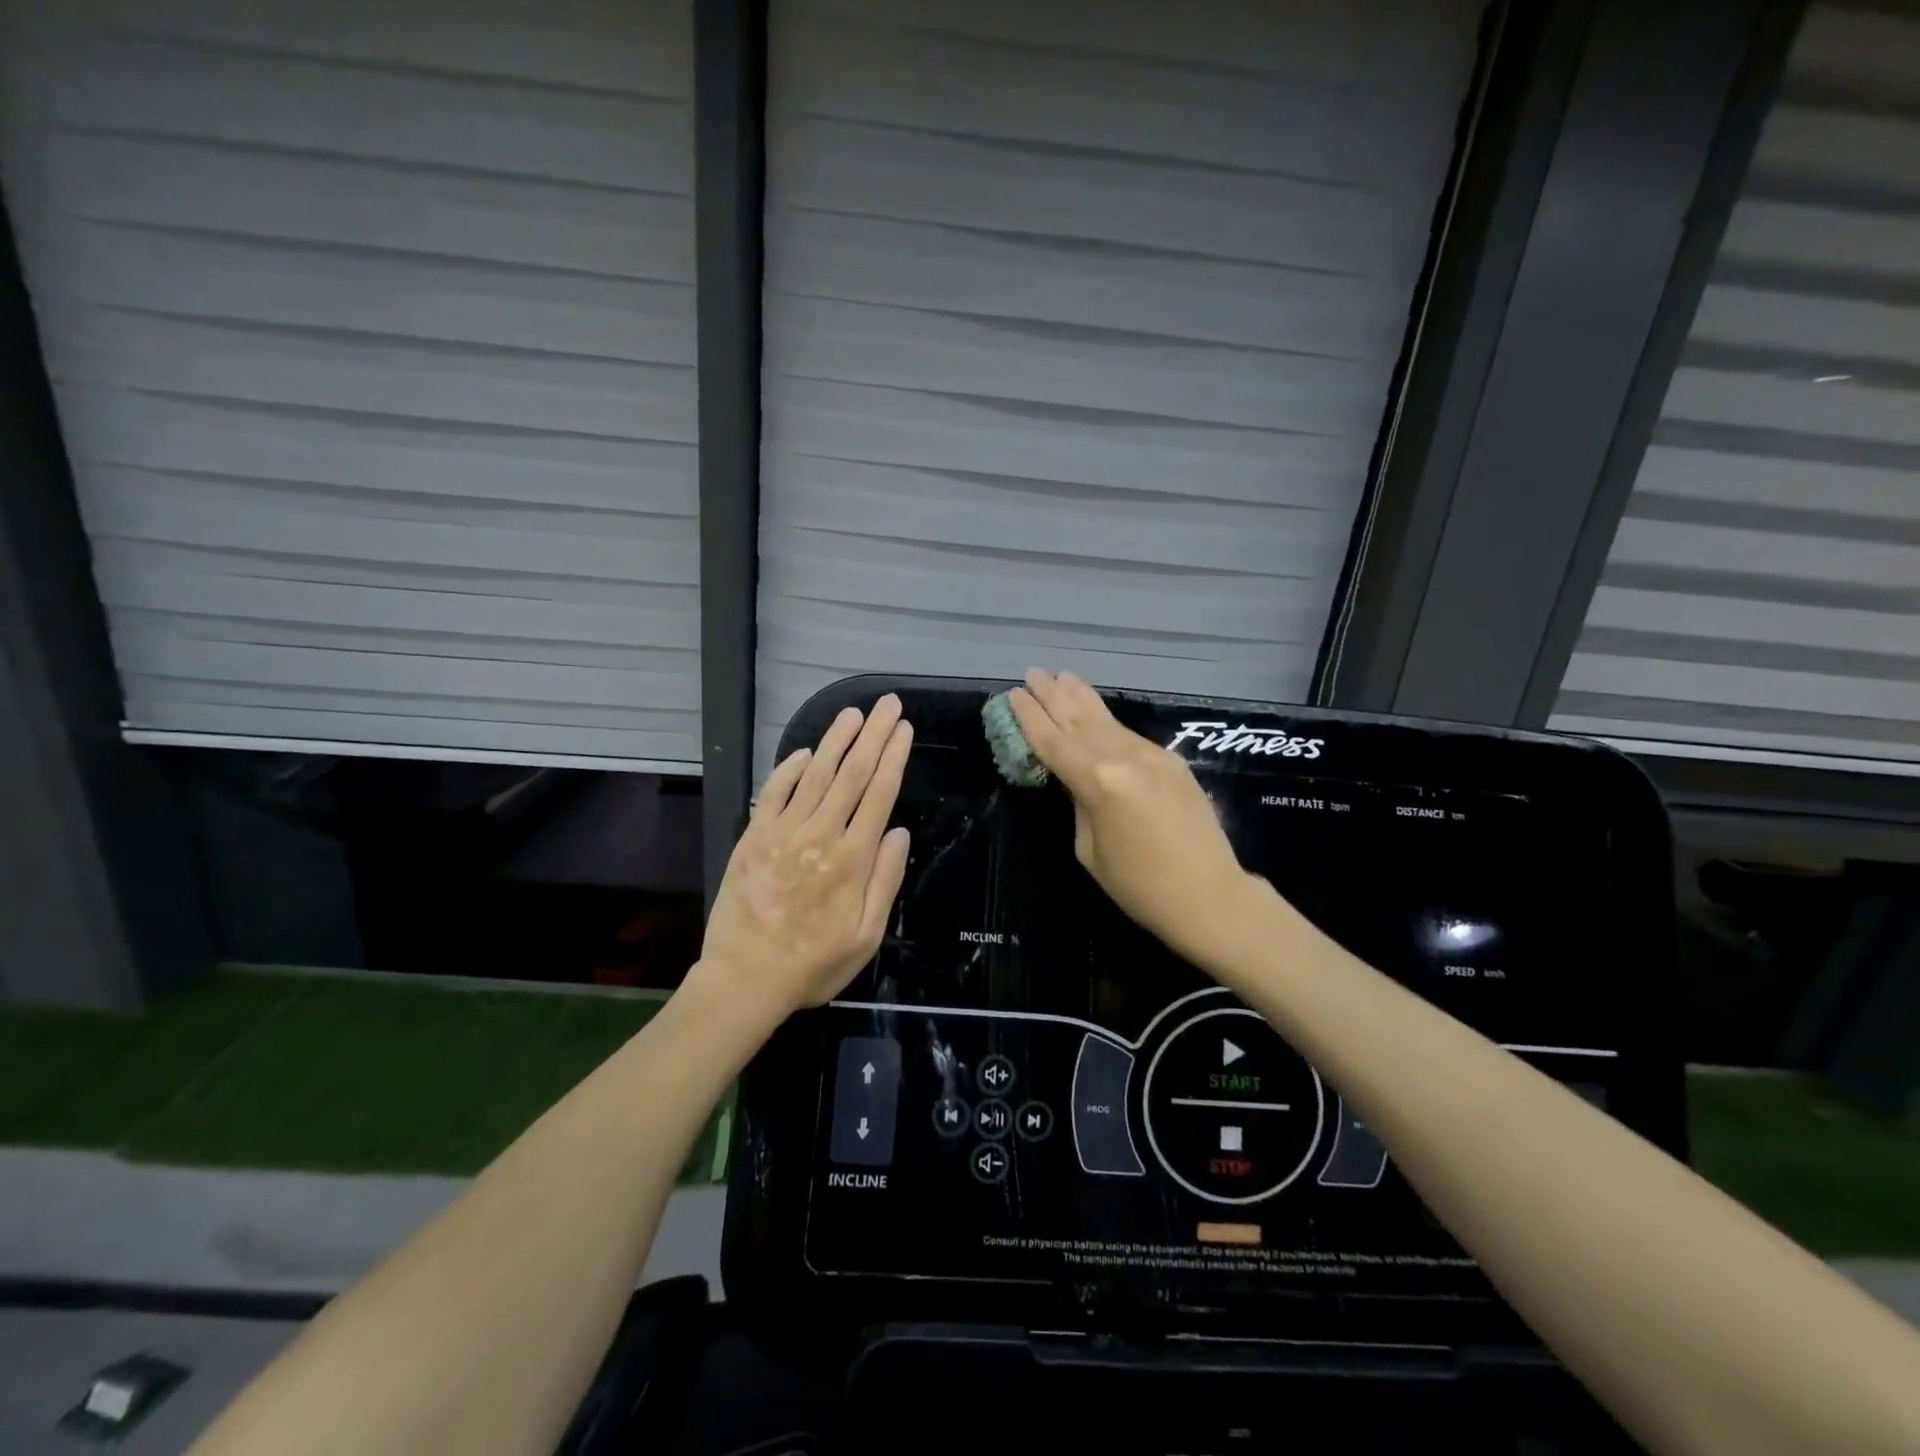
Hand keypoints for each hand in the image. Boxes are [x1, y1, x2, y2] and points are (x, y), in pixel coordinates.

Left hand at [698, 695, 912, 1018]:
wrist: (746, 979)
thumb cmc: (814, 964)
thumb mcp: (867, 936)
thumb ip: (885, 881)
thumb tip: (898, 832)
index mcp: (852, 859)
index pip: (879, 794)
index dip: (894, 757)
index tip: (904, 729)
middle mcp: (820, 835)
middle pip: (851, 774)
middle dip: (873, 736)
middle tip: (887, 705)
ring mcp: (783, 833)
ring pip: (814, 775)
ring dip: (835, 741)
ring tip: (852, 714)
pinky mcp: (753, 837)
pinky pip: (773, 793)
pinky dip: (789, 768)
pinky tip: (804, 751)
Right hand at [1009, 670, 1258, 967]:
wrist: (1209, 895)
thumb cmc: (1139, 885)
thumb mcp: (1089, 849)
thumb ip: (1080, 803)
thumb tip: (1078, 780)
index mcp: (1098, 782)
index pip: (1054, 742)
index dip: (1031, 718)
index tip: (1014, 695)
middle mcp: (1125, 758)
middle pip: (1080, 721)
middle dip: (1053, 696)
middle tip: (1033, 673)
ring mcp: (1152, 756)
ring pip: (1107, 721)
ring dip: (1081, 698)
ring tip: (1062, 677)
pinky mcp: (1172, 762)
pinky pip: (1129, 735)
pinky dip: (1107, 721)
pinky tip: (1096, 712)